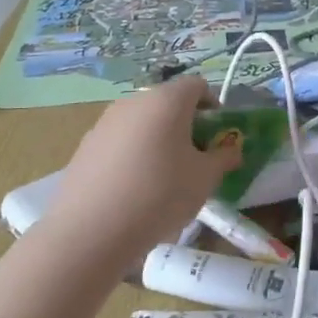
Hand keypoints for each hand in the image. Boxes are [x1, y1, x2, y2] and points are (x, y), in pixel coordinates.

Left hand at [40, 75, 242, 265]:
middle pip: (168, 102)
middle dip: (186, 125)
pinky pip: (120, 141)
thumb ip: (224, 158)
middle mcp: (134, 102)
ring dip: (158, 139)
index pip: (197, 85)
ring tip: (163, 177)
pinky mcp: (85, 146)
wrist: (90, 231)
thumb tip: (231, 149)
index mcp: (167, 101)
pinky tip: (133, 189)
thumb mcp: (205, 179)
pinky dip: (133, 154)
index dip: (213, 106)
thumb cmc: (160, 195)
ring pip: (142, 122)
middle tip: (195, 159)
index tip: (217, 136)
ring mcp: (105, 122)